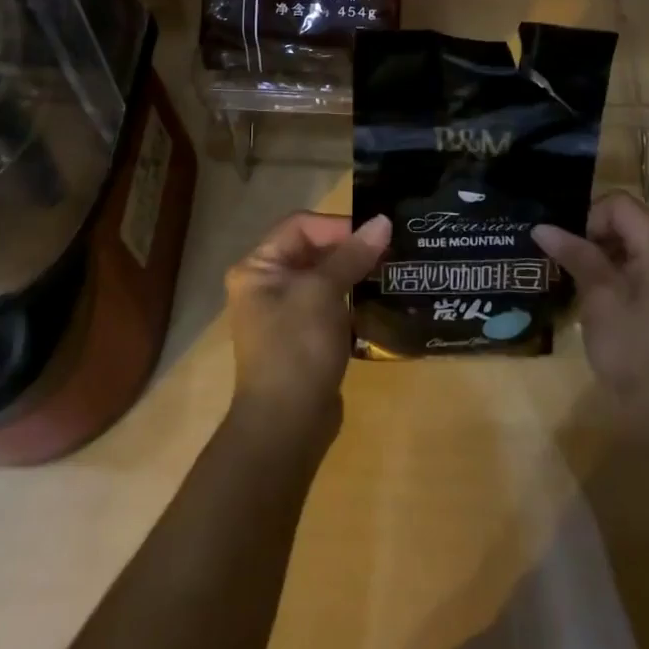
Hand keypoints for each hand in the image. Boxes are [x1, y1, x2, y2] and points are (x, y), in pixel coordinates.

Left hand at [224, 212, 390, 443]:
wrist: (286, 427)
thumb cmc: (297, 347)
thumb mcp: (324, 293)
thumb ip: (352, 255)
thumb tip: (382, 220)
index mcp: (258, 267)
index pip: (300, 226)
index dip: (338, 226)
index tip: (375, 235)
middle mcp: (265, 285)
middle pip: (312, 250)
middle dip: (349, 249)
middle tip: (389, 251)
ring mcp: (283, 313)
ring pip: (323, 278)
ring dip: (353, 274)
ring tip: (389, 272)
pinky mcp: (302, 338)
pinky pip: (328, 305)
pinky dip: (350, 300)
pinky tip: (377, 302)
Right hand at [532, 191, 648, 453]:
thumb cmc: (637, 355)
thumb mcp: (600, 300)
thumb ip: (575, 256)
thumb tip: (542, 227)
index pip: (620, 205)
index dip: (589, 219)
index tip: (572, 252)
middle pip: (629, 222)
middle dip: (594, 238)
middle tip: (570, 269)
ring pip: (634, 245)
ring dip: (604, 258)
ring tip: (580, 287)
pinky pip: (645, 268)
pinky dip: (619, 275)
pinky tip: (600, 302)